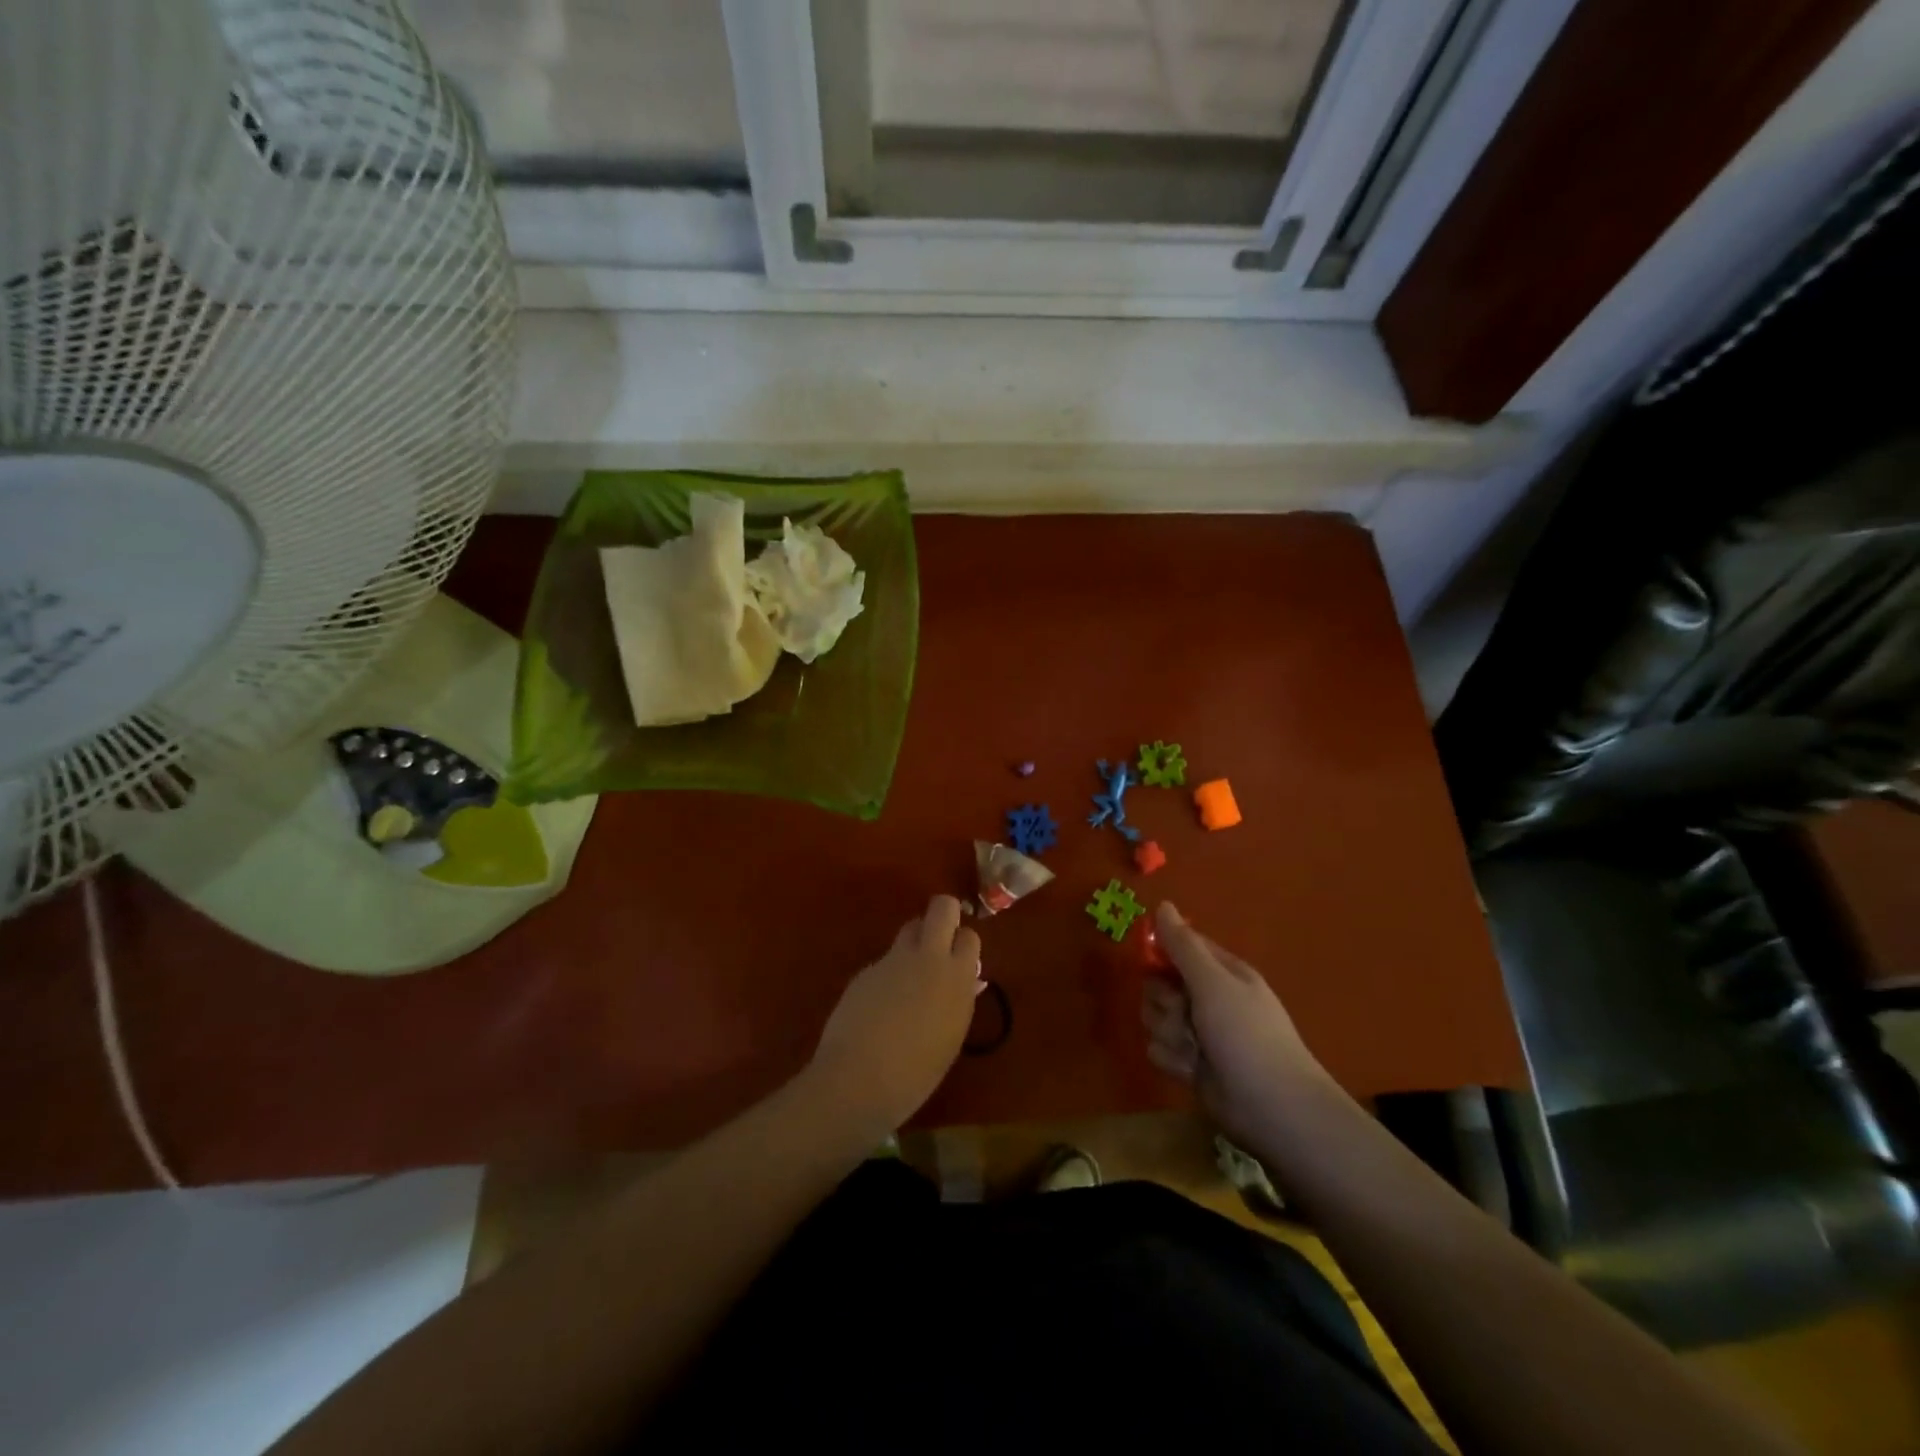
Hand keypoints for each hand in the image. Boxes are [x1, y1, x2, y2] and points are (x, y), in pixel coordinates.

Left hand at [809, 895, 983, 1137]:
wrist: (858, 1079)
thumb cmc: (916, 1073)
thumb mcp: (950, 1039)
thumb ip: (959, 1002)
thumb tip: (968, 982)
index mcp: (957, 978)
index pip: (969, 937)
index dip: (963, 944)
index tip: (960, 958)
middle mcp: (928, 958)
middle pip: (942, 909)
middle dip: (944, 913)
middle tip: (941, 936)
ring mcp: (894, 960)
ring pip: (910, 927)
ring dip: (915, 939)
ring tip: (910, 972)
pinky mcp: (866, 969)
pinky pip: (886, 959)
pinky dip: (889, 972)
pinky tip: (880, 1004)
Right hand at [1141, 902, 1332, 1148]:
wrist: (1272, 1106)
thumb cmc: (1246, 1035)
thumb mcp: (1213, 982)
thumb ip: (1183, 946)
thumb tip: (1163, 905)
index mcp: (1220, 973)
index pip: (1179, 949)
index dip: (1163, 957)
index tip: (1155, 967)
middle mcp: (1208, 999)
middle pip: (1159, 986)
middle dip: (1164, 1002)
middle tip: (1184, 1014)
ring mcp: (1198, 1033)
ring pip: (1155, 1019)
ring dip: (1169, 1034)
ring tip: (1193, 1049)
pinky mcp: (1189, 1064)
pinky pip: (1159, 1049)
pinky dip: (1173, 1060)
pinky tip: (1191, 1070)